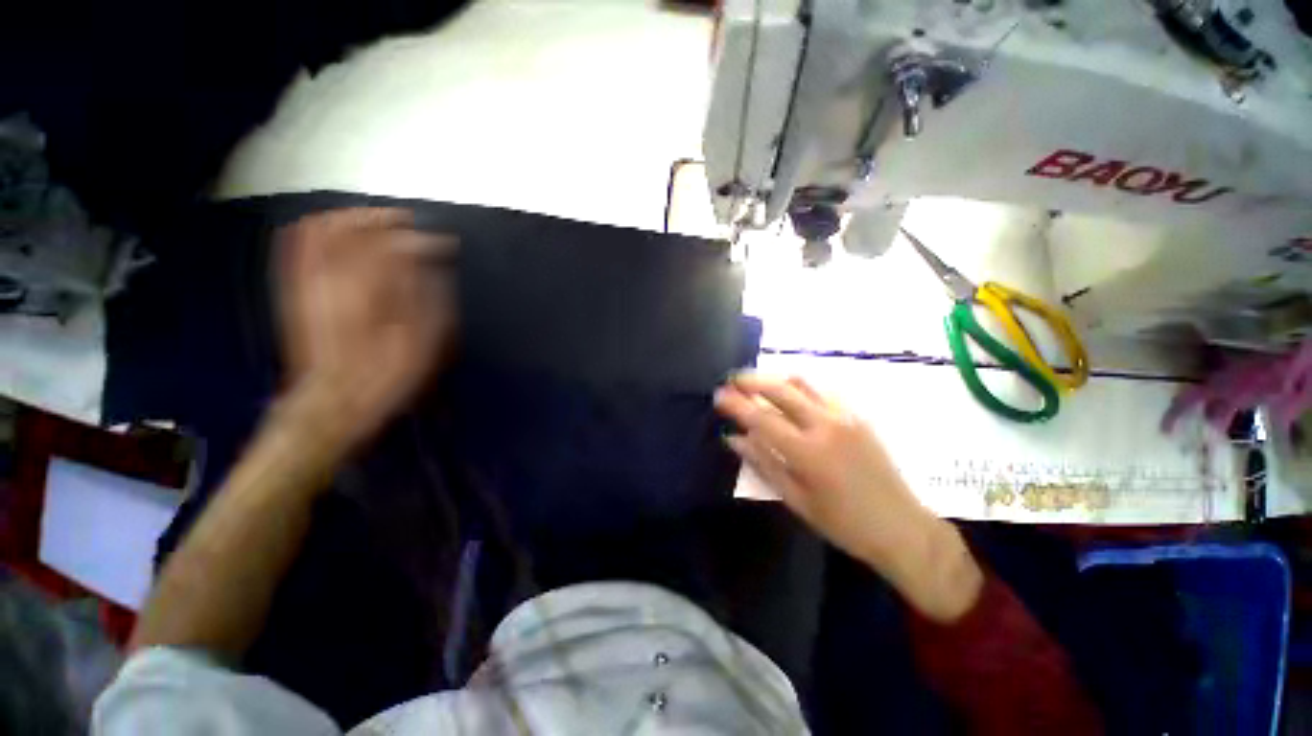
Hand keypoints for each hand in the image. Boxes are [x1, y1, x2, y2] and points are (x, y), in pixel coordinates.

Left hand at [276, 208, 456, 445]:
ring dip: (351, 218)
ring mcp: (306, 280)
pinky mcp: (295, 289)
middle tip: (408, 224)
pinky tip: (339, 236)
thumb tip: (427, 258)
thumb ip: (423, 291)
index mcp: (367, 289)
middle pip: (349, 224)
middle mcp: (329, 276)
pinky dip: (319, 230)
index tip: (443, 244)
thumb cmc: (385, 373)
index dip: (421, 238)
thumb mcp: (420, 338)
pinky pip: (297, 246)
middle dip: (381, 217)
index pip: (392, 243)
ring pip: (319, 227)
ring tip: (378, 225)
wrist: (335, 400)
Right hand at [715, 374, 982, 621]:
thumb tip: (734, 438)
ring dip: (774, 378)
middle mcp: (826, 425)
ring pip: (803, 383)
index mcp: (808, 452)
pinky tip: (789, 394)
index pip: (762, 418)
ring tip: (755, 382)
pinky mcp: (858, 415)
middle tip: (732, 380)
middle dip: (752, 381)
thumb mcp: (796, 500)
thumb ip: (763, 463)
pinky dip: (799, 386)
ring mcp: (845, 416)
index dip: (736, 404)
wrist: (902, 527)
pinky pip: (822, 390)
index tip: (718, 395)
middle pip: (781, 390)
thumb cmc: (843, 523)